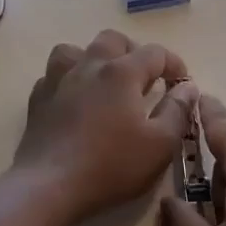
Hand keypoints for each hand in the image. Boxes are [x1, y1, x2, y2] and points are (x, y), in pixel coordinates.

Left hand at [16, 30, 196, 221]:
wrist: (49, 186)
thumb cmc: (111, 166)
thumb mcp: (160, 145)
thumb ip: (178, 111)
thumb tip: (188, 87)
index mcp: (122, 72)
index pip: (155, 53)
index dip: (174, 63)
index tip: (182, 82)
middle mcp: (89, 65)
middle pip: (113, 40)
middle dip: (133, 52)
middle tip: (144, 79)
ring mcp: (59, 80)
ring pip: (75, 50)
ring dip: (93, 58)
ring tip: (103, 81)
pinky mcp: (38, 99)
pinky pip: (54, 76)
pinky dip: (68, 81)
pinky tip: (74, 100)